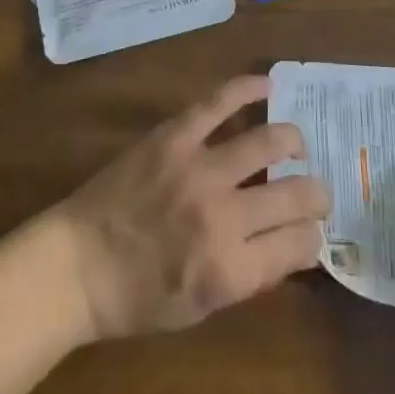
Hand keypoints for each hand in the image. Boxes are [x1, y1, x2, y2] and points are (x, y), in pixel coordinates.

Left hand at [50, 74, 329, 340]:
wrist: (78, 264)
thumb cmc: (137, 299)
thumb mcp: (202, 309)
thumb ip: (249, 274)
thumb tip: (289, 243)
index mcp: (231, 270)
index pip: (301, 244)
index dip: (313, 238)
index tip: (308, 232)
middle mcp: (223, 216)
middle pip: (297, 195)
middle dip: (317, 195)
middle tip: (314, 192)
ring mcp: (198, 169)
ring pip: (269, 142)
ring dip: (293, 142)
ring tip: (295, 146)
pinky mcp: (174, 136)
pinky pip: (218, 103)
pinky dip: (247, 88)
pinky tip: (267, 84)